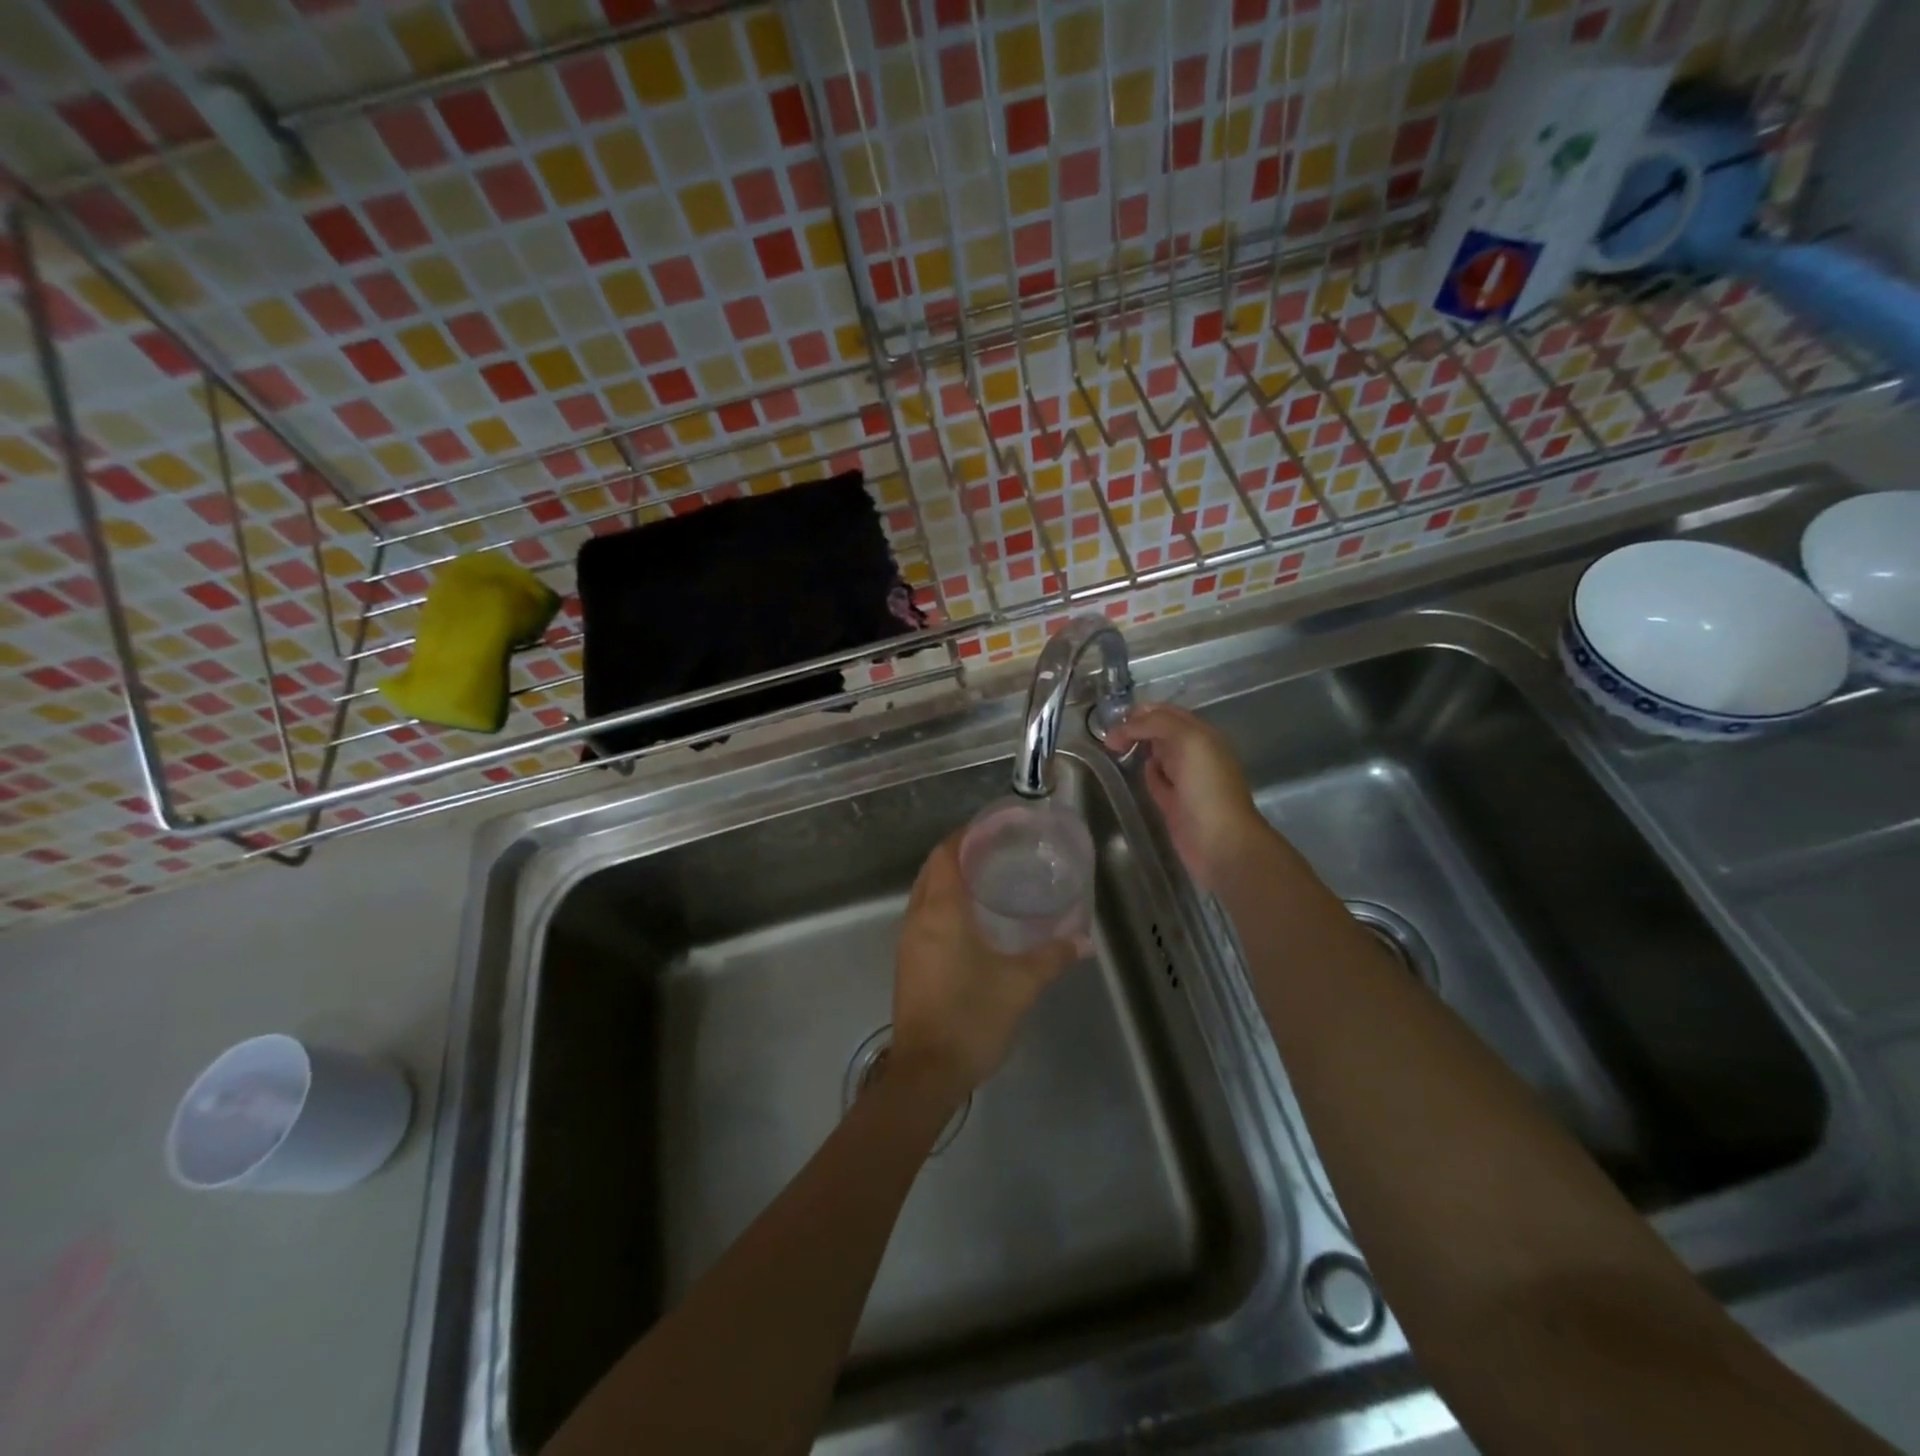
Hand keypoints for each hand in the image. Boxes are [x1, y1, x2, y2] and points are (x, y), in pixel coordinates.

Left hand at [889, 833, 1076, 1098]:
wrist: (927, 1072)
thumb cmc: (972, 1017)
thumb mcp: (1020, 985)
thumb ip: (1052, 957)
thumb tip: (1083, 940)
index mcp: (941, 911)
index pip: (945, 856)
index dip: (963, 837)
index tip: (990, 830)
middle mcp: (918, 919)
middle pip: (932, 871)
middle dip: (958, 855)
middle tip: (995, 853)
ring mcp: (908, 942)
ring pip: (924, 894)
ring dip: (947, 881)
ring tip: (986, 881)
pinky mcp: (907, 963)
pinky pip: (922, 917)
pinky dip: (942, 906)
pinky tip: (969, 922)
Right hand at [1106, 703, 1273, 892]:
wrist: (1220, 842)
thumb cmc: (1207, 788)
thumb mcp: (1188, 741)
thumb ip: (1158, 724)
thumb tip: (1127, 727)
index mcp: (1201, 735)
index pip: (1167, 713)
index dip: (1141, 712)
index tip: (1115, 722)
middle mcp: (1194, 754)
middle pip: (1160, 732)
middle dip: (1136, 728)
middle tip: (1109, 739)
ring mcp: (1184, 780)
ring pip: (1157, 755)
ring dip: (1139, 748)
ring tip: (1114, 749)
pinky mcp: (1173, 804)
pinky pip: (1156, 781)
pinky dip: (1145, 774)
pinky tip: (1134, 772)